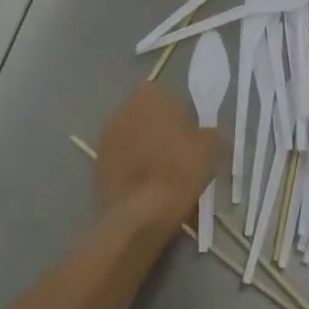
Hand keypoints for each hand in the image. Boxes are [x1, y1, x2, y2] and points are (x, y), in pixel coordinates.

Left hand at [93, 85, 220, 229]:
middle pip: (146, 118)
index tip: (190, 137)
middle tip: (179, 156)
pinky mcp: (96, 165)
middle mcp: (122, 110)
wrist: (141, 212)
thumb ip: (212, 133)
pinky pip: (121, 163)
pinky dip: (132, 172)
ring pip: (132, 140)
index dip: (179, 116)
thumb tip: (210, 134)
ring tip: (163, 178)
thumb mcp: (211, 149)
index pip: (166, 97)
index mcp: (149, 96)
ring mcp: (105, 138)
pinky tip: (147, 191)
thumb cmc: (180, 170)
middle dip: (159, 133)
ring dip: (144, 152)